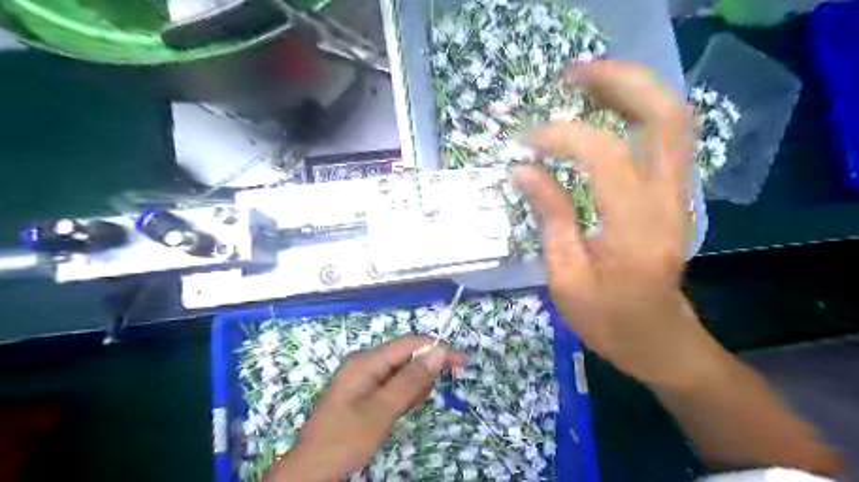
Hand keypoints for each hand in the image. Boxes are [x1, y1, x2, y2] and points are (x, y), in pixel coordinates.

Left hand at [272, 336, 467, 481]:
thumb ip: (411, 380)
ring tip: (396, 414)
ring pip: (401, 374)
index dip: (436, 349)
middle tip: (410, 405)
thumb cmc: (345, 438)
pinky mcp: (364, 391)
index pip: (410, 343)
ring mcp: (363, 377)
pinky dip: (399, 399)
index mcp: (367, 360)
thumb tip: (438, 351)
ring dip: (408, 392)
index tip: (460, 363)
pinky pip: (391, 387)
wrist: (311, 469)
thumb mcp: (382, 410)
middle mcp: (365, 362)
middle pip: (406, 358)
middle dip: (418, 378)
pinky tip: (391, 415)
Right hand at [517, 59, 722, 387]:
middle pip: (662, 114)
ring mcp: (677, 193)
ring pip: (671, 117)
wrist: (661, 339)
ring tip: (583, 82)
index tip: (524, 144)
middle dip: (618, 82)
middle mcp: (667, 199)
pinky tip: (604, 109)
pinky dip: (637, 110)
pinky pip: (664, 136)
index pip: (602, 154)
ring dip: (631, 88)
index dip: (560, 137)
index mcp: (634, 227)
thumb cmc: (609, 319)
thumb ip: (550, 217)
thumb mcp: (566, 278)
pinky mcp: (673, 194)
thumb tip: (523, 168)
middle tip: (569, 76)